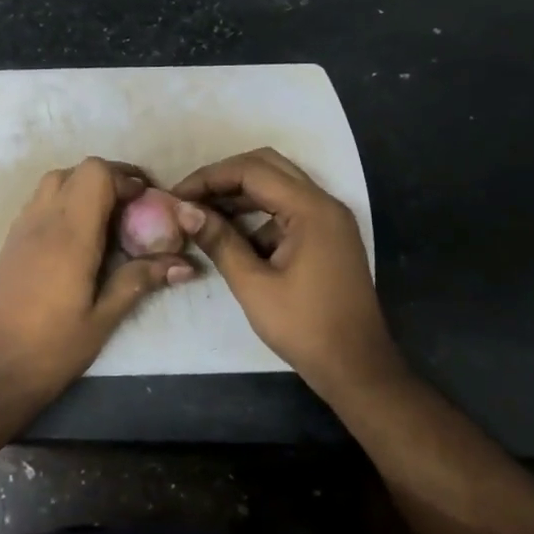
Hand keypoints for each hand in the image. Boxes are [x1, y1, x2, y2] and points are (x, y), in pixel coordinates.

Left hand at [0, 157, 194, 412]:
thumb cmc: (54, 348)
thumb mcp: (104, 318)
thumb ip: (140, 280)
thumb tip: (185, 264)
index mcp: (70, 235)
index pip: (96, 174)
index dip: (125, 179)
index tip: (146, 203)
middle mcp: (42, 221)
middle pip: (75, 171)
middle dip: (107, 179)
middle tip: (130, 208)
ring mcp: (20, 229)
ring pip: (53, 182)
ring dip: (82, 188)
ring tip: (105, 220)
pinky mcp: (8, 243)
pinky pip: (37, 203)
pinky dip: (61, 203)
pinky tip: (75, 238)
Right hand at [172, 148, 404, 398]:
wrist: (356, 366)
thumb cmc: (304, 327)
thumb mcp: (253, 285)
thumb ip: (220, 241)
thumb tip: (184, 210)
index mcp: (311, 209)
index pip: (252, 170)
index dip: (210, 177)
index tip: (177, 196)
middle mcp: (324, 204)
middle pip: (267, 167)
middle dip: (224, 179)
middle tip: (189, 199)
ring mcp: (328, 220)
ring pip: (278, 187)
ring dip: (239, 195)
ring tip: (202, 216)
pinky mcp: (327, 237)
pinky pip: (287, 210)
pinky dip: (257, 215)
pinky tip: (231, 237)